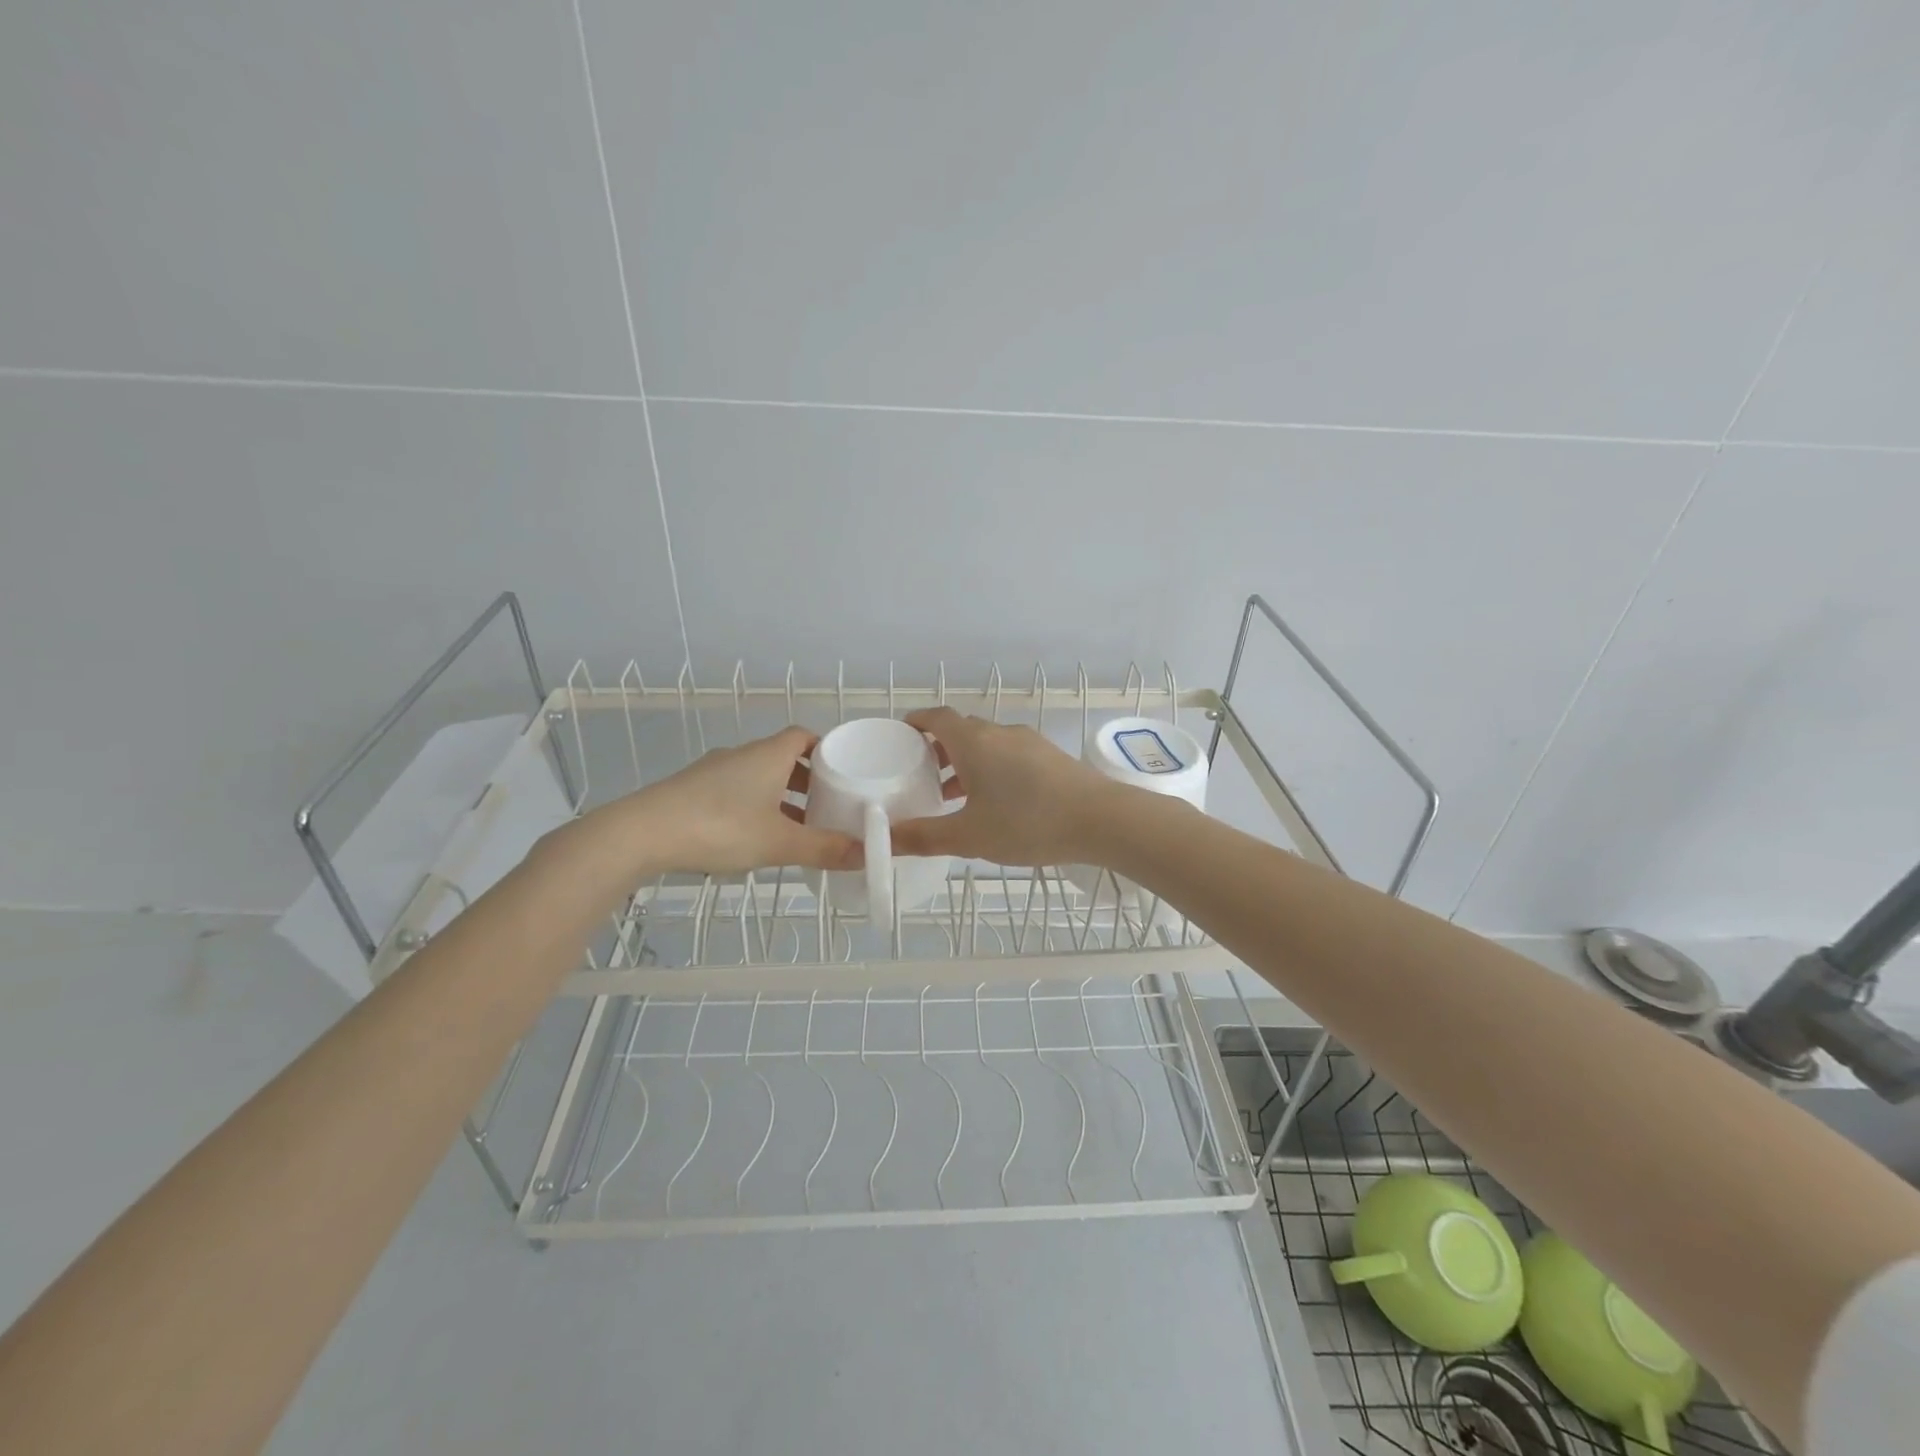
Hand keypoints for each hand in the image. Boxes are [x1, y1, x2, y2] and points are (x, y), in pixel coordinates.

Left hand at [617, 726, 862, 874]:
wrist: (642, 833)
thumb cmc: (720, 827)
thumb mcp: (779, 843)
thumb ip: (824, 848)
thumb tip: (867, 853)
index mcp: (768, 755)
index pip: (804, 736)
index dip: (826, 751)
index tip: (843, 773)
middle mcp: (742, 755)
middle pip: (783, 757)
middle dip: (807, 780)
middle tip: (827, 806)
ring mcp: (713, 771)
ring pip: (757, 776)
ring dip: (779, 796)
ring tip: (796, 827)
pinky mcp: (691, 790)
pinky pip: (734, 791)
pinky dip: (753, 806)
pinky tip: (753, 836)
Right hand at [890, 707, 1119, 865]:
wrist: (1102, 819)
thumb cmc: (1028, 822)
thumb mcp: (969, 836)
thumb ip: (923, 837)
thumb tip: (883, 840)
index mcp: (974, 741)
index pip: (936, 717)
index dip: (916, 723)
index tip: (900, 737)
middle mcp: (999, 733)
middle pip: (961, 731)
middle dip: (937, 749)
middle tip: (920, 776)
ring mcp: (1029, 742)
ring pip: (987, 745)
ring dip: (965, 763)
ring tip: (952, 796)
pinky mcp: (1050, 757)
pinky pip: (1009, 755)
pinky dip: (991, 770)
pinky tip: (995, 803)